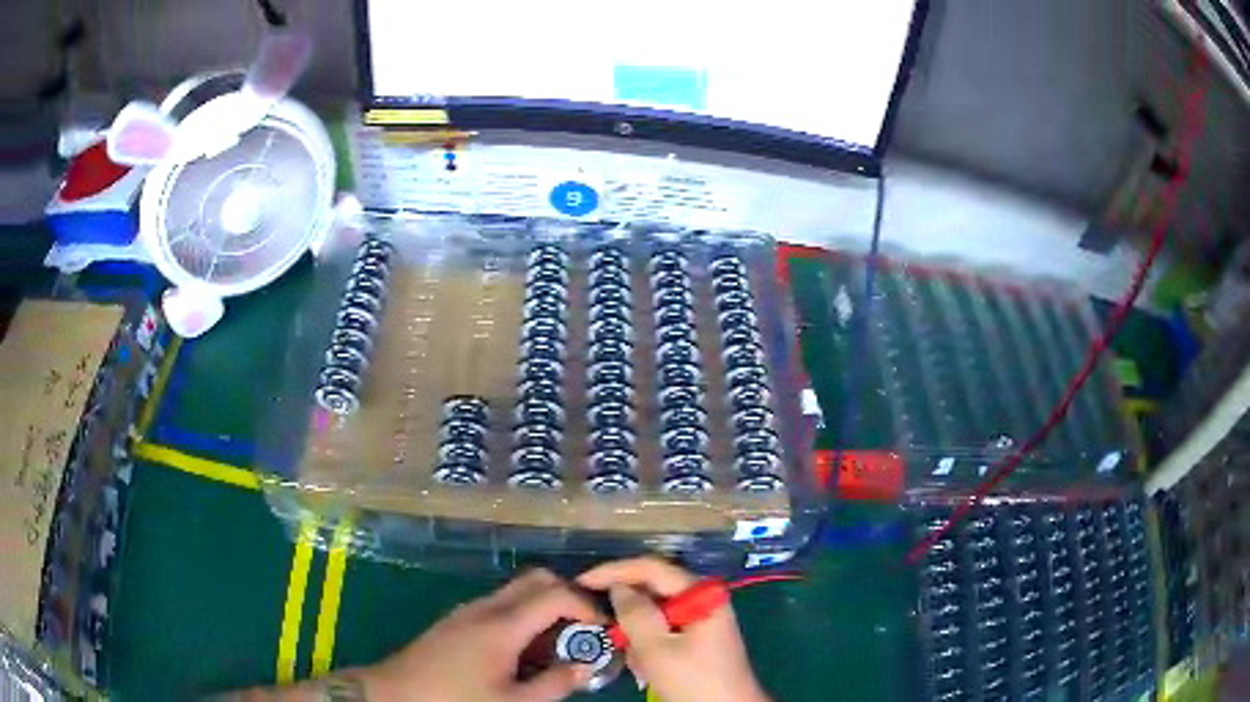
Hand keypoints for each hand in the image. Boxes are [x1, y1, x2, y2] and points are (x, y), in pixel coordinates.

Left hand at [360, 568, 601, 701]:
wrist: (395, 694)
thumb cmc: (457, 700)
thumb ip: (556, 683)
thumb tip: (587, 665)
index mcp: (503, 624)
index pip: (557, 593)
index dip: (587, 607)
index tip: (603, 632)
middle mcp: (486, 607)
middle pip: (537, 580)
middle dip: (568, 599)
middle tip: (582, 633)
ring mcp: (468, 610)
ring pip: (517, 592)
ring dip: (545, 610)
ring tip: (555, 650)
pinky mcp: (457, 620)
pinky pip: (500, 606)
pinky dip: (523, 619)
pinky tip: (522, 654)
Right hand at [578, 558, 768, 701]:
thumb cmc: (694, 680)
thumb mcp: (657, 649)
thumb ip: (634, 613)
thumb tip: (617, 587)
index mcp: (701, 592)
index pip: (651, 567)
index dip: (614, 571)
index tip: (580, 581)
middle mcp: (704, 597)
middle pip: (654, 588)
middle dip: (627, 608)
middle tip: (597, 619)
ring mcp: (703, 617)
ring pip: (656, 611)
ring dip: (637, 632)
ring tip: (629, 654)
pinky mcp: (699, 636)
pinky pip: (665, 629)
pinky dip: (649, 643)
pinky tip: (644, 665)